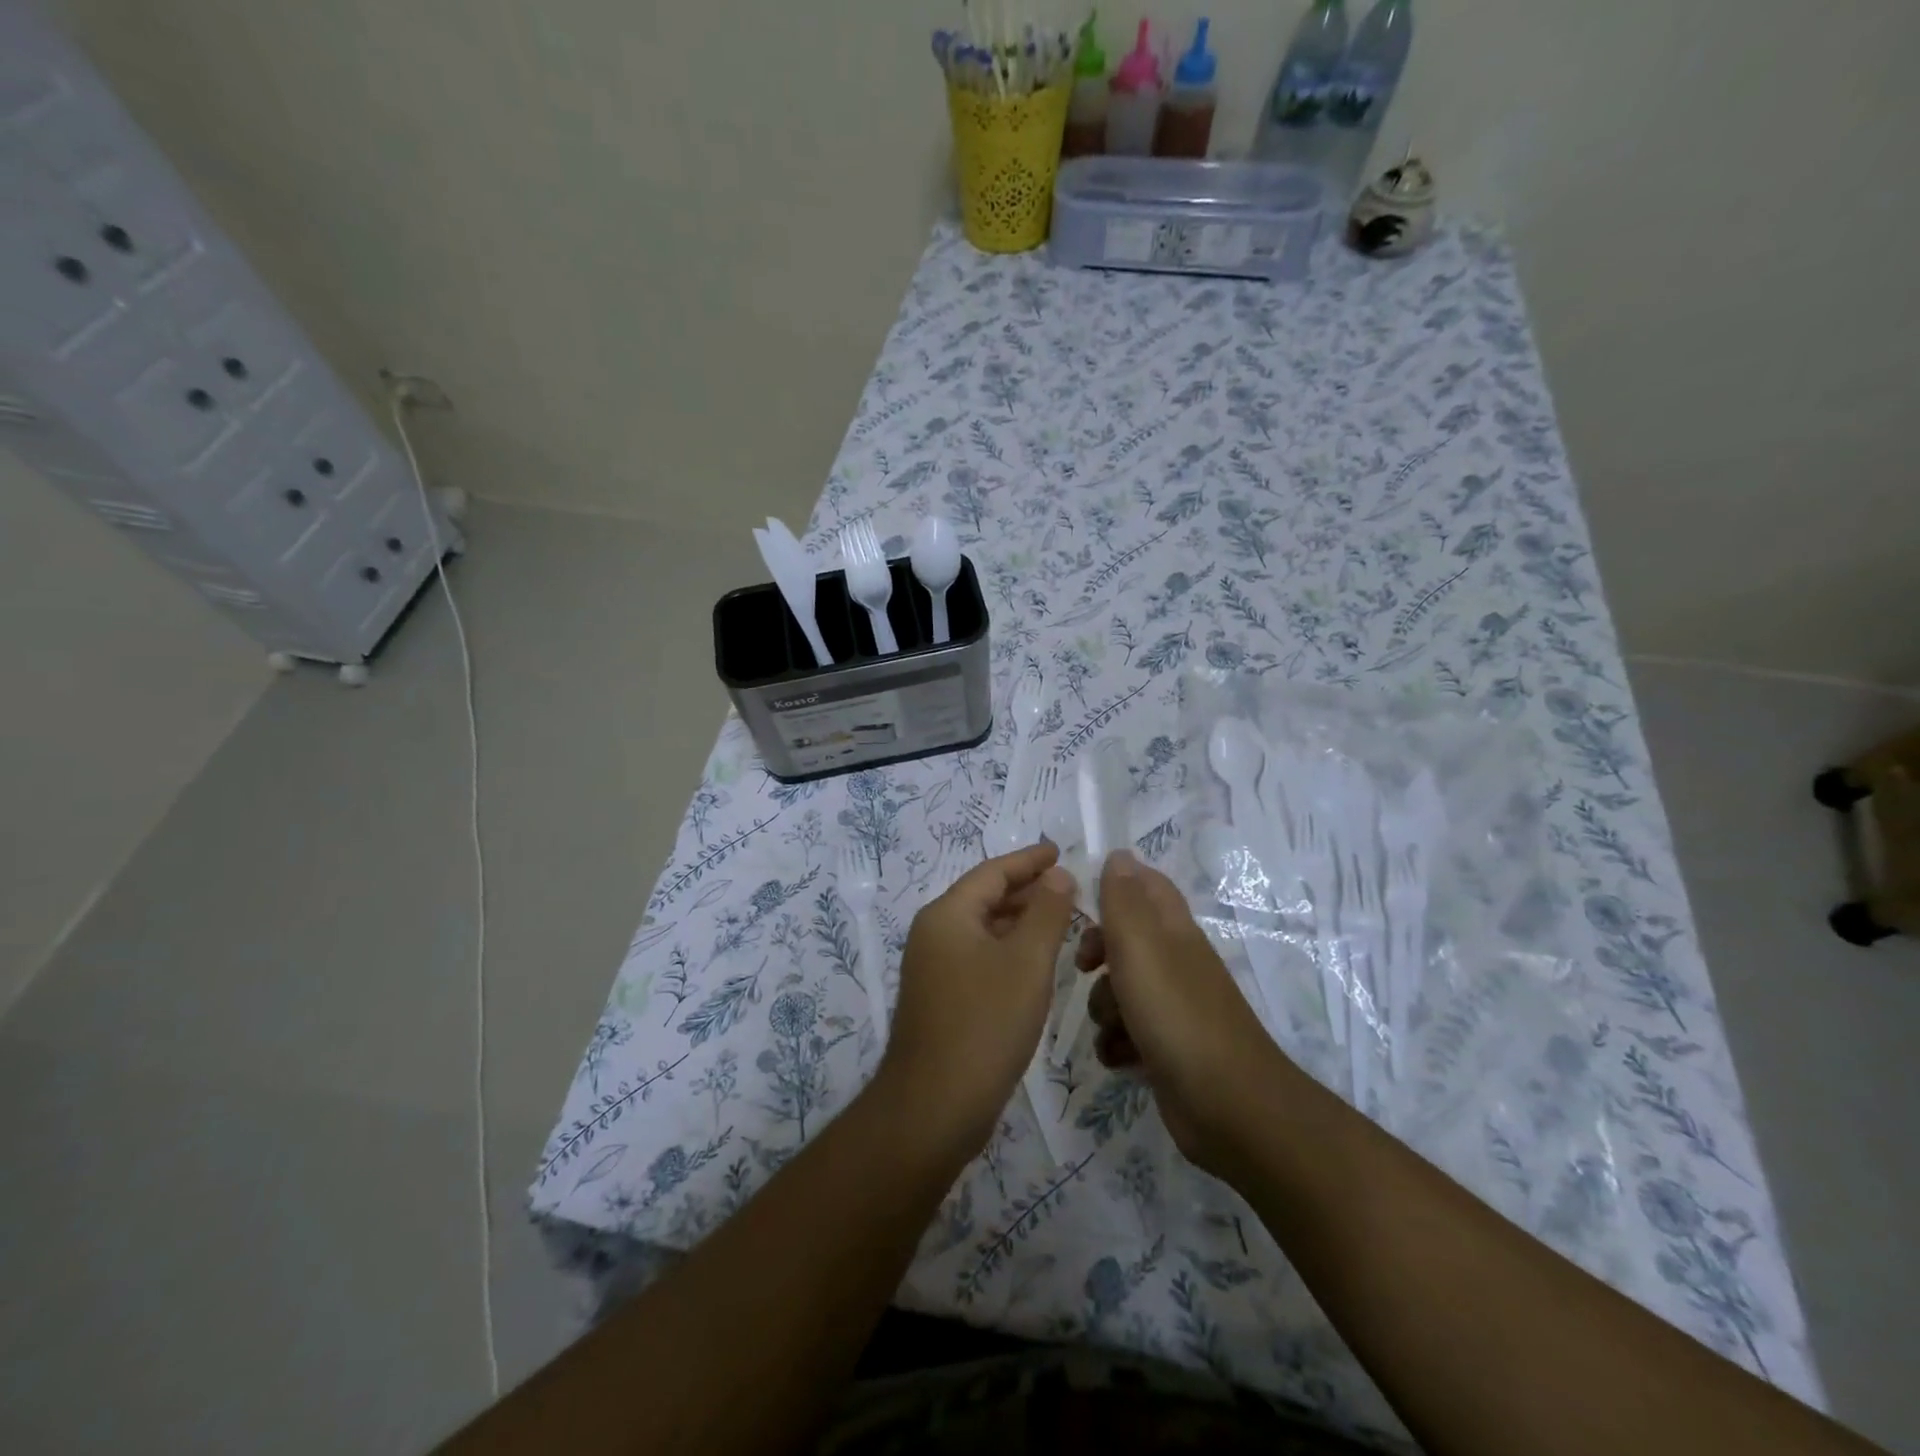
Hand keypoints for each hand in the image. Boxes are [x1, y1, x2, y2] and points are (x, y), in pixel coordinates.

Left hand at [879, 842, 1078, 1153]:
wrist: (934, 1106)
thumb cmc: (985, 1024)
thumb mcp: (1027, 962)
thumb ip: (1046, 913)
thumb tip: (1058, 875)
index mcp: (948, 915)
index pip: (993, 872)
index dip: (1029, 860)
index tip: (1060, 851)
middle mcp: (934, 933)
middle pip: (985, 897)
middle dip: (1027, 890)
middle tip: (1070, 886)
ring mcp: (934, 967)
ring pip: (984, 929)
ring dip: (1021, 921)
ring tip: (1063, 919)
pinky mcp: (941, 998)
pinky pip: (980, 957)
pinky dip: (1009, 950)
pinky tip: (1036, 963)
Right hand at [1074, 851, 1283, 1172]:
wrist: (1228, 1106)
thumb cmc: (1176, 1015)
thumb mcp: (1140, 946)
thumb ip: (1124, 899)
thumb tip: (1119, 853)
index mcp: (1173, 930)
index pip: (1145, 884)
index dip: (1114, 885)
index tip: (1081, 904)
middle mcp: (1175, 962)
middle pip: (1124, 939)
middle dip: (1097, 953)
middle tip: (1085, 967)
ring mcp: (1173, 1007)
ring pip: (1120, 990)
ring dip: (1104, 1007)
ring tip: (1114, 1028)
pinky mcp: (1167, 1048)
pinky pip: (1126, 1033)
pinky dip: (1117, 1044)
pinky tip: (1120, 1058)